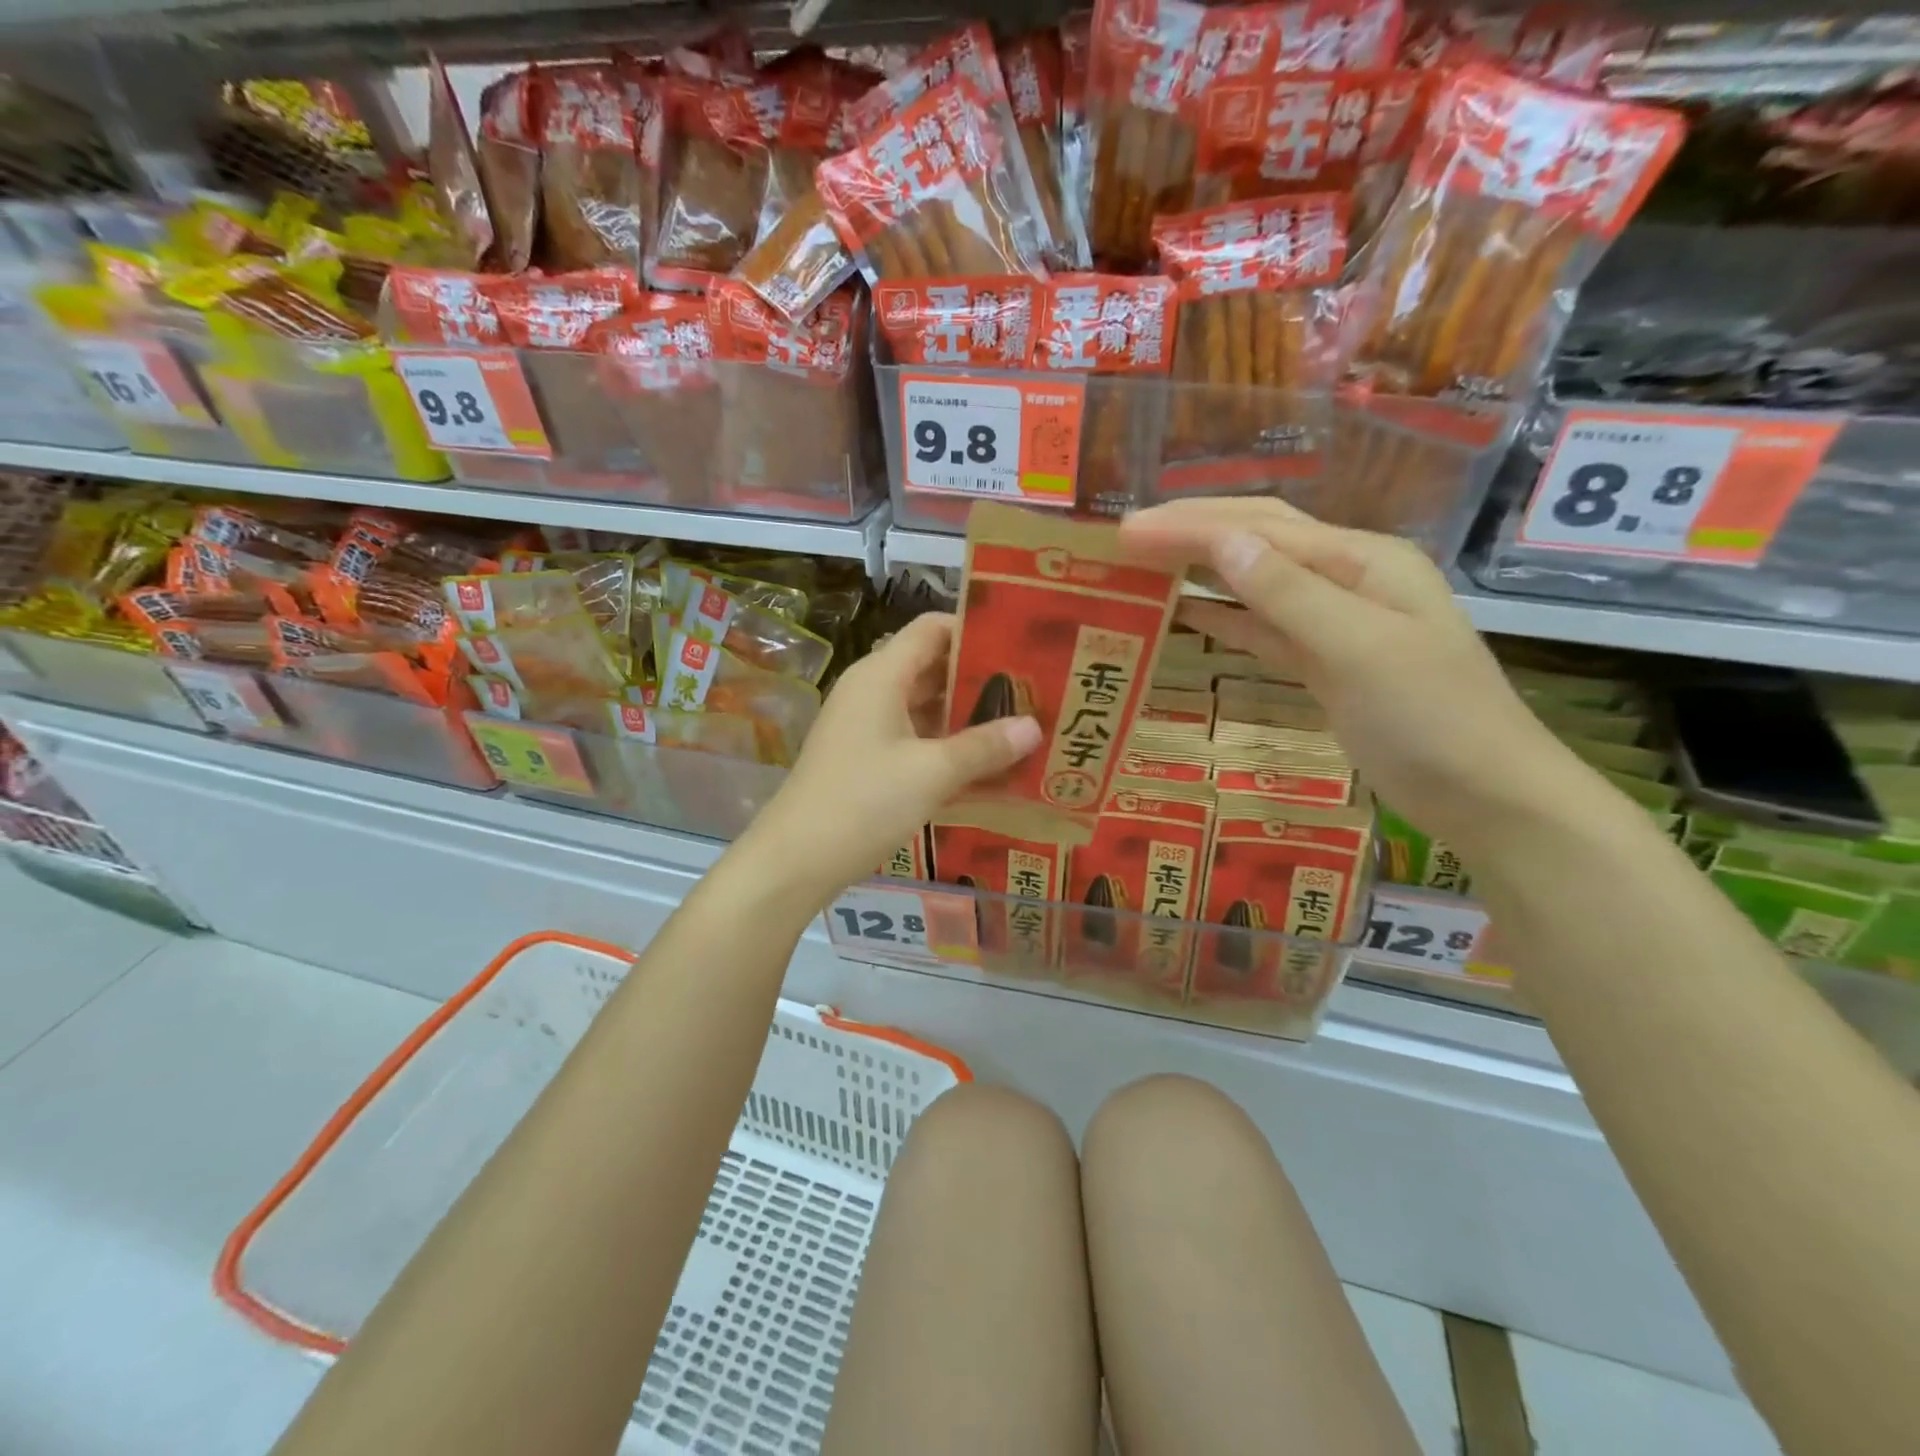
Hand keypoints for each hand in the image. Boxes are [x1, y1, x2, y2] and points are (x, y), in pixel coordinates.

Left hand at [738, 612, 1040, 904]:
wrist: (797, 859)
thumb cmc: (864, 802)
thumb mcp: (932, 773)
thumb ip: (984, 747)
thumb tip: (1033, 727)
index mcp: (881, 675)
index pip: (931, 629)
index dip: (974, 629)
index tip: (1020, 642)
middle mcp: (872, 691)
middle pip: (931, 666)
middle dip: (979, 677)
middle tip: (1033, 688)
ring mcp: (866, 726)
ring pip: (924, 706)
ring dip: (966, 715)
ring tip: (1019, 724)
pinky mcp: (866, 758)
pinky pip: (914, 738)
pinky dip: (947, 744)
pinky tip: (985, 763)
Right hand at [1120, 499, 1575, 847]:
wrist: (1486, 795)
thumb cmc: (1432, 719)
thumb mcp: (1359, 649)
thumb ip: (1289, 595)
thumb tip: (1223, 543)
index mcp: (1360, 560)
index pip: (1260, 530)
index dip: (1190, 526)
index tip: (1127, 530)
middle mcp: (1346, 578)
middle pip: (1257, 541)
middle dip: (1191, 533)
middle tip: (1125, 537)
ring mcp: (1335, 622)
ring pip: (1255, 582)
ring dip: (1201, 569)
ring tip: (1144, 565)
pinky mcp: (1323, 663)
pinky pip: (1263, 628)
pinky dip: (1223, 618)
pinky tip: (1187, 613)